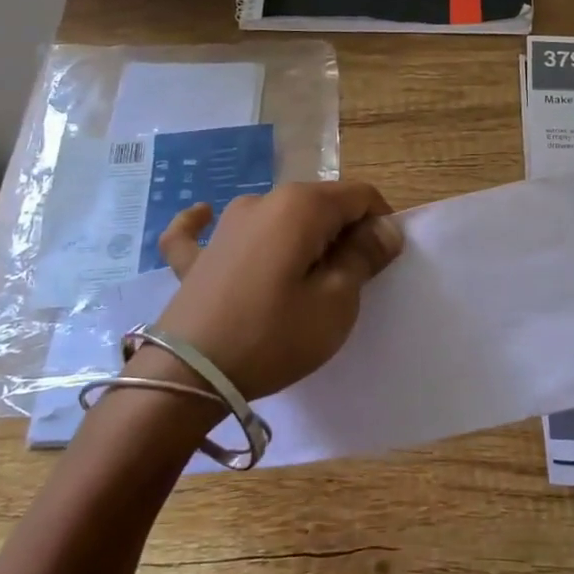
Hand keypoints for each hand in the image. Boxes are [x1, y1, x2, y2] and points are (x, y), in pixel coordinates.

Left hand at [149, 181, 402, 399]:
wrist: (187, 376)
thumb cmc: (274, 336)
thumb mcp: (336, 302)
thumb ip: (364, 256)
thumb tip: (385, 227)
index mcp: (302, 206)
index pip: (360, 196)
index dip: (381, 223)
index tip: (383, 262)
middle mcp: (262, 201)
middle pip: (320, 204)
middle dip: (344, 232)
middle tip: (352, 280)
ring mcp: (224, 226)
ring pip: (278, 218)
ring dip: (300, 237)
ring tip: (306, 277)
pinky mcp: (197, 255)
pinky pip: (204, 229)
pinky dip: (211, 223)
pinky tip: (204, 216)